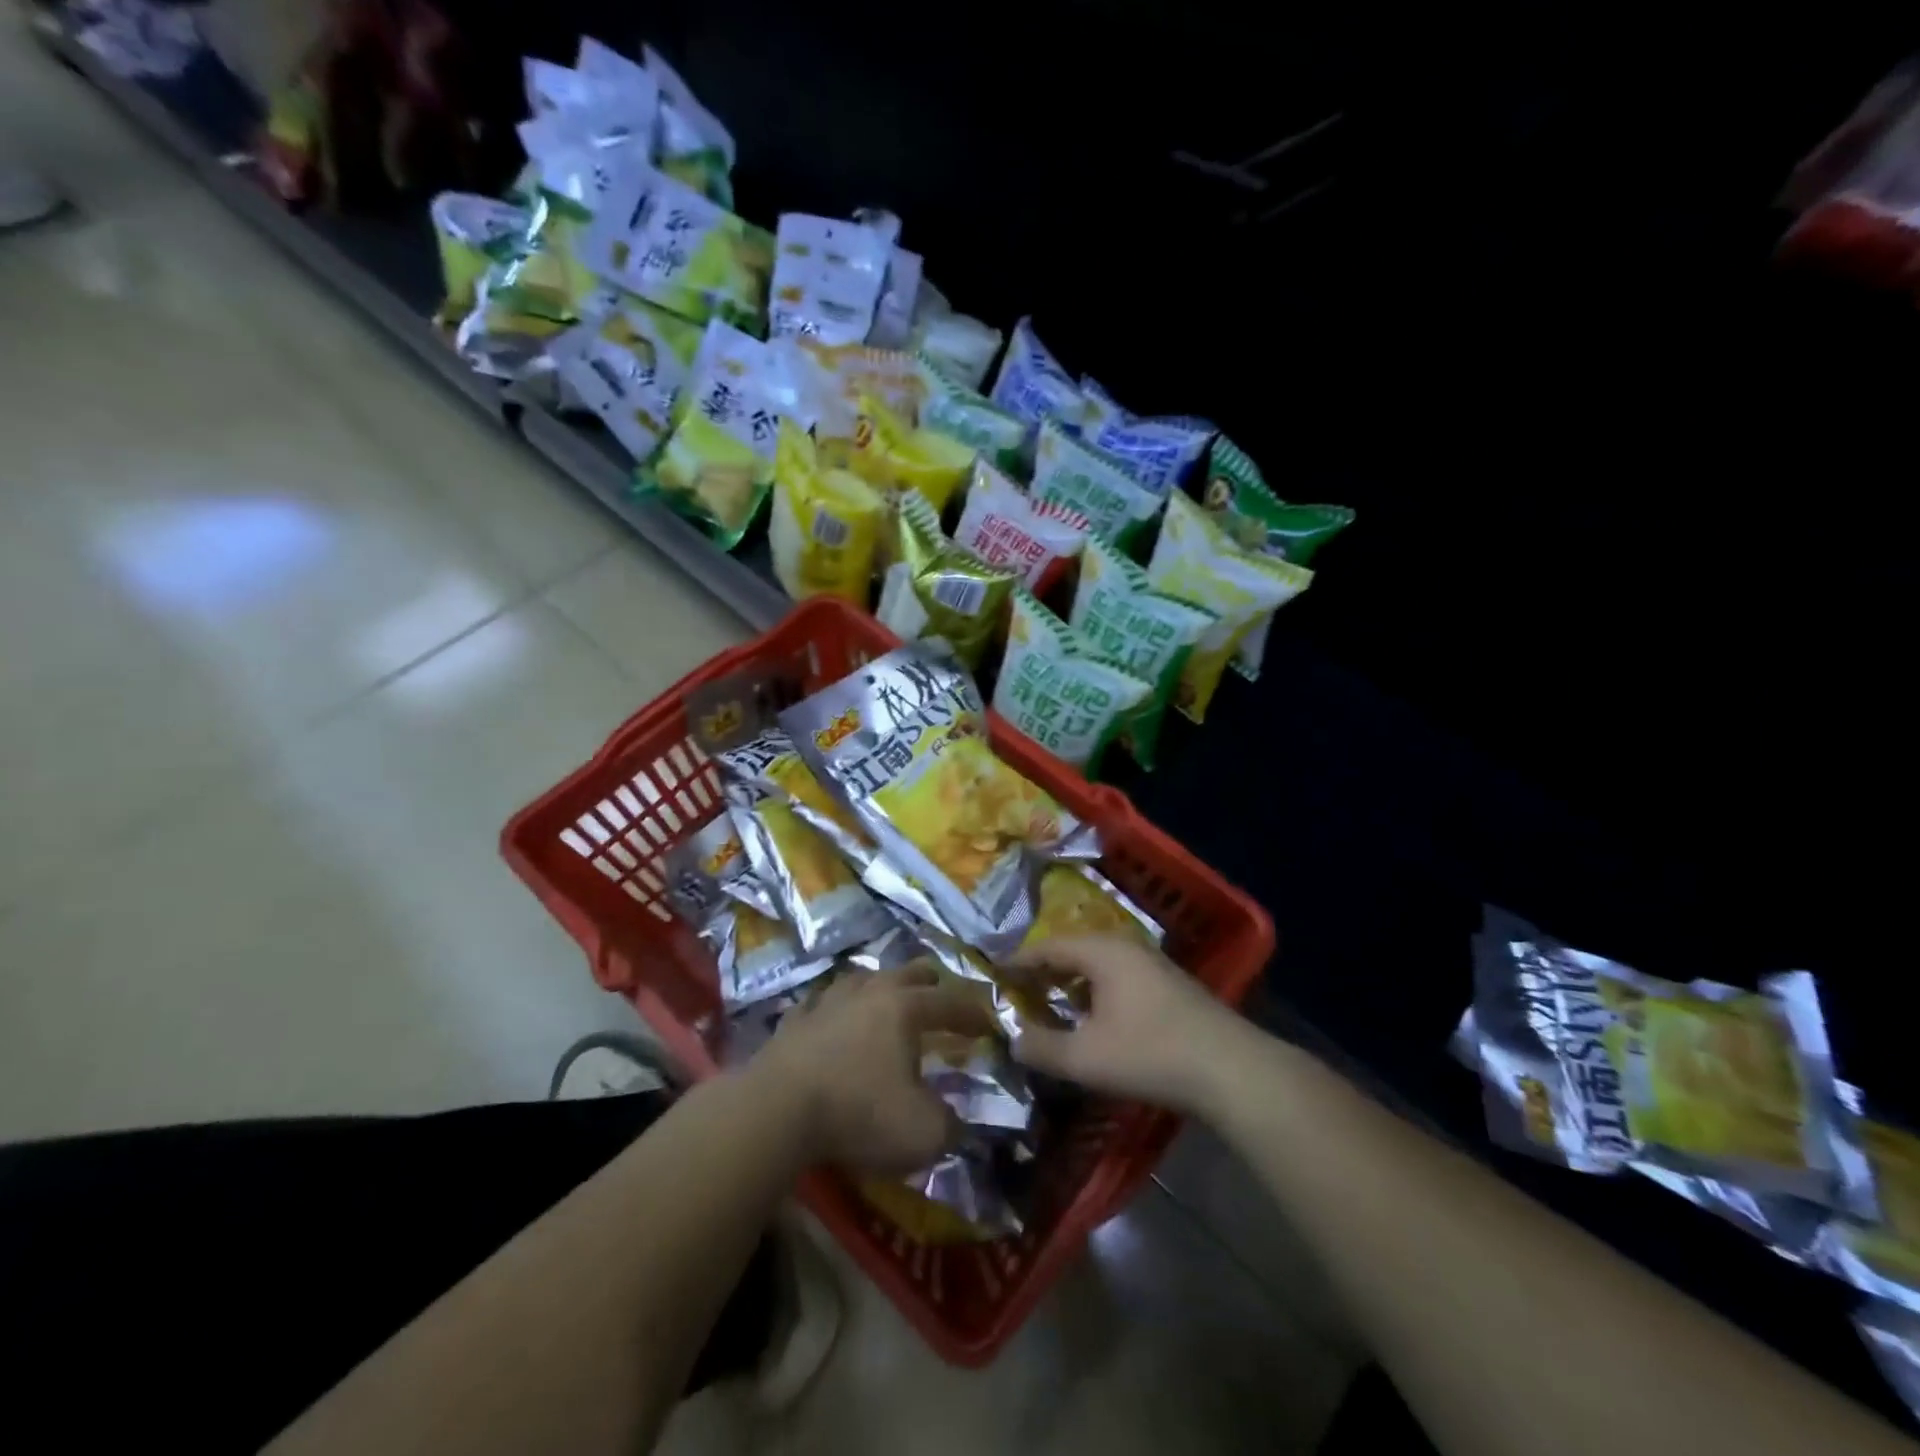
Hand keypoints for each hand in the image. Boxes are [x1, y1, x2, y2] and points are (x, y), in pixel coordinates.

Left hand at [750, 967, 998, 1175]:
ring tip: (887, 995)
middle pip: (906, 974)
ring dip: (881, 985)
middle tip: (940, 994)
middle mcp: (869, 993)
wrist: (776, 1111)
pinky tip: (831, 1014)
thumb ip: (951, 1125)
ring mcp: (827, 1002)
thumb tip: (958, 1122)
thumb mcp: (923, 1133)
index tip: (988, 1023)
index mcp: (905, 1009)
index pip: (949, 1003)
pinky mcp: (793, 1022)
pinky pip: (820, 1003)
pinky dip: (834, 1008)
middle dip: (930, 983)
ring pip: (862, 978)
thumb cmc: (859, 1113)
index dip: (973, 1014)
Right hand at [1008, 935, 1247, 1114]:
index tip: (995, 975)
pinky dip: (1096, 991)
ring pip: (1098, 964)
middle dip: (1045, 970)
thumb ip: (1042, 1047)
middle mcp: (1125, 947)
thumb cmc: (1150, 1054)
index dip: (1019, 961)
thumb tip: (1012, 1039)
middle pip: (1074, 950)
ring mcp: (1152, 964)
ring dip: (1072, 982)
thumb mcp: (1085, 1057)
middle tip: (1019, 990)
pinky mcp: (1170, 986)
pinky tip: (1095, 1018)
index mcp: (1102, 952)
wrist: (1231, 1069)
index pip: (1048, 947)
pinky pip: (1118, 977)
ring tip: (1051, 1003)